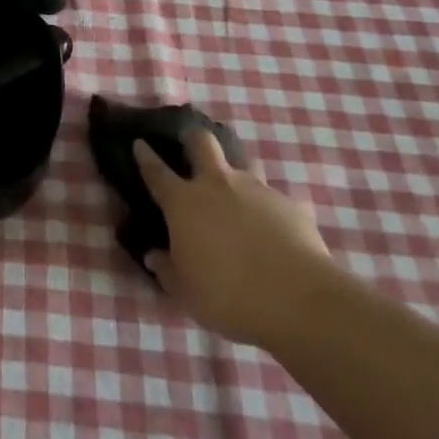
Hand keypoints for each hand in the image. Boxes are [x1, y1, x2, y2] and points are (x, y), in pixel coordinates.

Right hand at [135, 130, 333, 347]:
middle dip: (193, 138)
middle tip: (190, 143)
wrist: (298, 300)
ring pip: (243, 166)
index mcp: (184, 203)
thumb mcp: (187, 293)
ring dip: (236, 175)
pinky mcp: (290, 205)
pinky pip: (276, 201)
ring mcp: (256, 190)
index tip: (139, 143)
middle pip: (202, 143)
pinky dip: (271, 211)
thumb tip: (153, 256)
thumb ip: (167, 271)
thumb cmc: (229, 295)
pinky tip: (276, 231)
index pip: (156, 172)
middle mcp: (217, 185)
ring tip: (238, 194)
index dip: (146, 156)